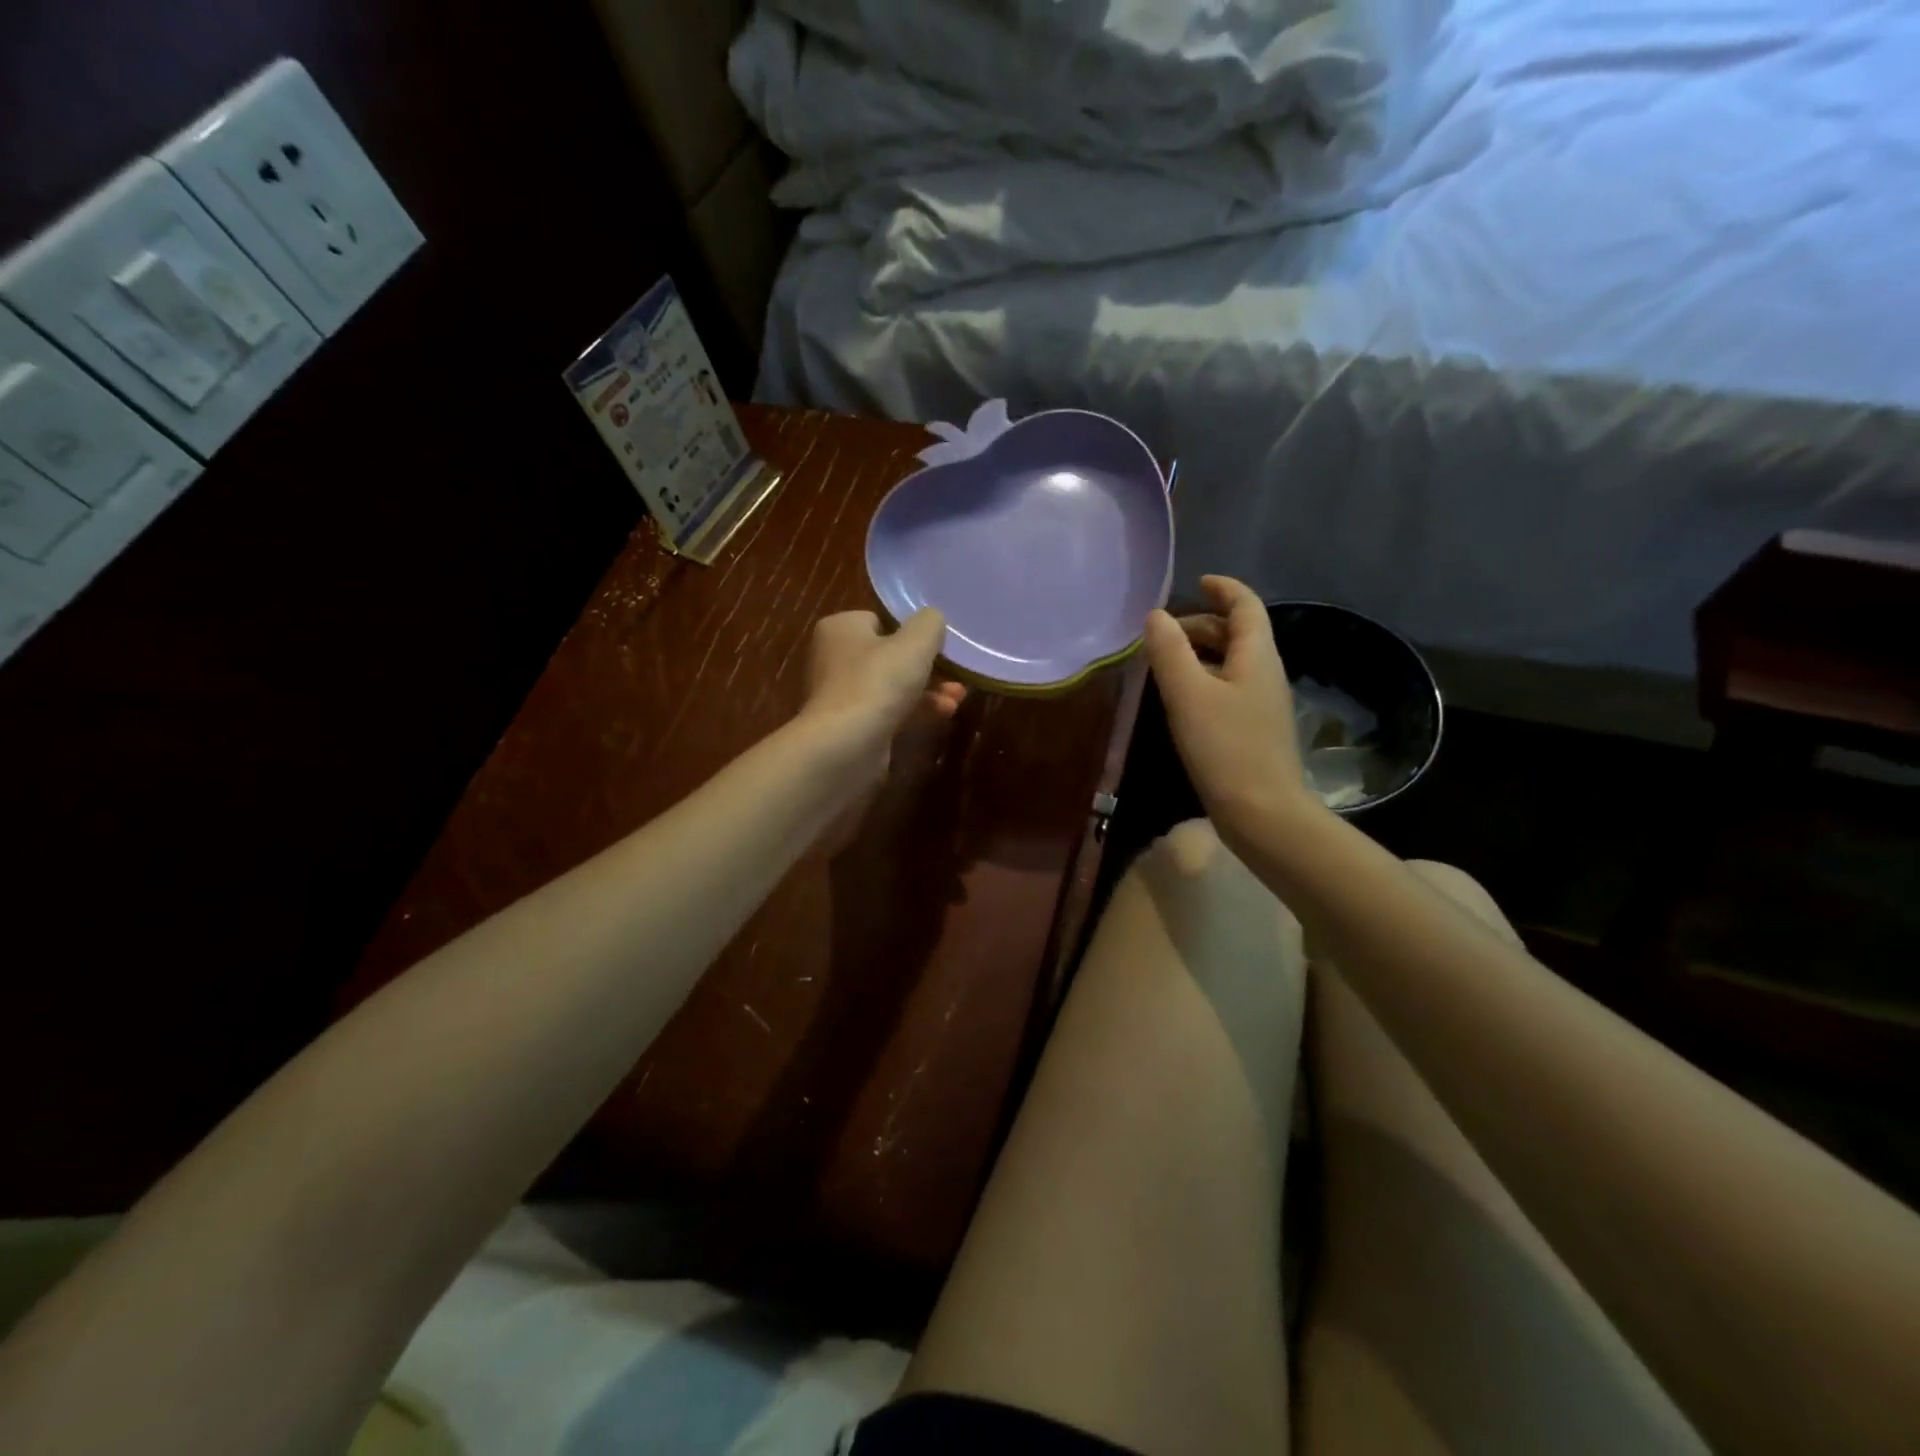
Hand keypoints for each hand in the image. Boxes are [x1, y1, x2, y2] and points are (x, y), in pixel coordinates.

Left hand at [801, 608, 965, 787]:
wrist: (845, 746)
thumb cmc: (877, 682)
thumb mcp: (915, 643)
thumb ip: (930, 623)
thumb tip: (933, 619)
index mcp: (840, 628)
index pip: (880, 620)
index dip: (911, 632)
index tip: (937, 645)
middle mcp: (834, 658)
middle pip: (889, 656)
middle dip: (927, 667)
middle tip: (956, 675)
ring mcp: (842, 695)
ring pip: (893, 686)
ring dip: (928, 691)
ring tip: (958, 698)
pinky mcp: (852, 727)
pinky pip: (889, 712)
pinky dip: (915, 712)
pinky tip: (943, 715)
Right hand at [1142, 575, 1316, 844]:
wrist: (1262, 813)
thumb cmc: (1225, 747)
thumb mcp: (1188, 694)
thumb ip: (1169, 651)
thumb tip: (1156, 616)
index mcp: (1257, 656)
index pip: (1246, 606)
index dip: (1223, 589)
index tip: (1197, 582)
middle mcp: (1265, 673)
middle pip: (1237, 633)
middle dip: (1202, 624)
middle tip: (1163, 632)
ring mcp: (1262, 704)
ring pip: (1231, 663)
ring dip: (1200, 653)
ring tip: (1164, 664)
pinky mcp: (1253, 730)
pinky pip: (1228, 689)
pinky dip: (1204, 680)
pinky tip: (1180, 700)